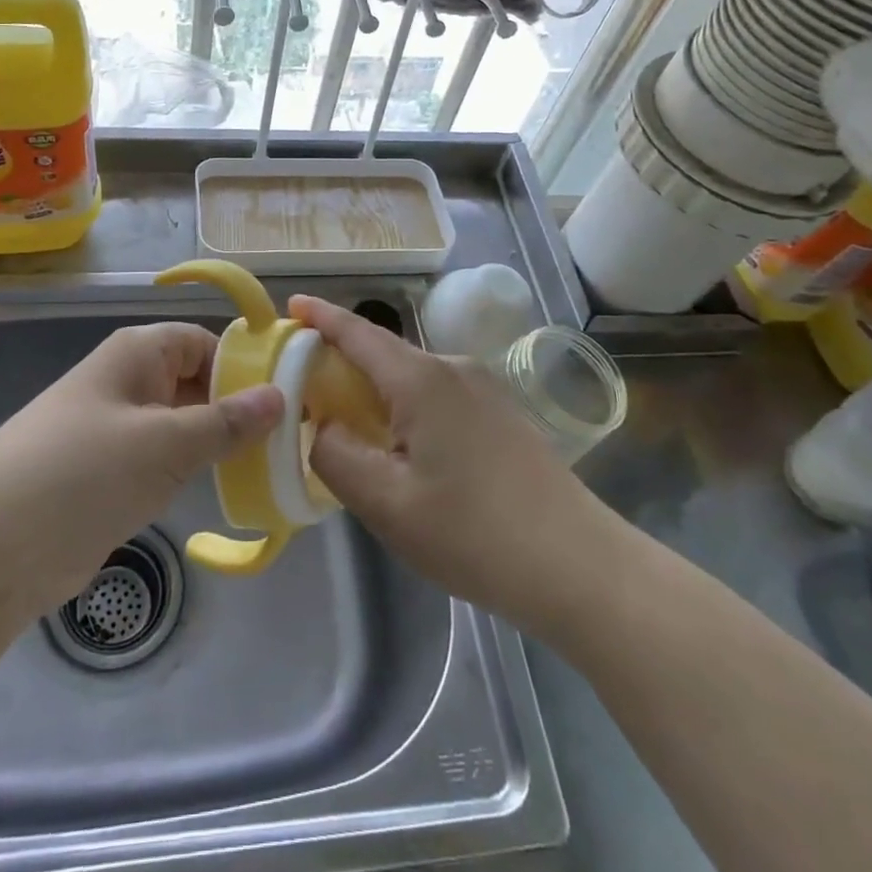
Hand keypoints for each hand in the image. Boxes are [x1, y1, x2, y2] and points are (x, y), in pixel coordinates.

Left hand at [0, 323, 281, 621]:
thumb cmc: (84, 473)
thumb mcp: (167, 444)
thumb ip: (227, 422)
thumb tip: (280, 396)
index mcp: (137, 354)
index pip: (204, 342)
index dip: (245, 365)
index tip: (290, 398)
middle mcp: (127, 382)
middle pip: (195, 381)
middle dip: (237, 407)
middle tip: (289, 439)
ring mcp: (116, 430)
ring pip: (180, 424)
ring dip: (217, 442)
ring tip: (270, 465)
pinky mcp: (108, 475)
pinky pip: (161, 460)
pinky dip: (191, 471)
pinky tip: (225, 489)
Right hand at [297, 296, 609, 634]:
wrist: (580, 567)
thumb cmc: (475, 534)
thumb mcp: (386, 504)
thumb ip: (336, 456)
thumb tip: (325, 427)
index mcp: (421, 380)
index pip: (358, 333)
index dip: (321, 317)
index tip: (291, 305)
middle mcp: (454, 369)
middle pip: (384, 353)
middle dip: (343, 363)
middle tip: (308, 392)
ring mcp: (485, 389)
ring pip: (412, 377)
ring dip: (376, 391)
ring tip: (353, 429)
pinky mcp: (502, 414)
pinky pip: (438, 396)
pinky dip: (406, 407)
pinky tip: (405, 450)